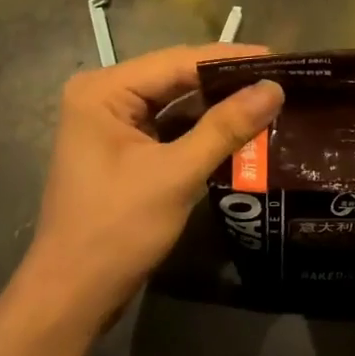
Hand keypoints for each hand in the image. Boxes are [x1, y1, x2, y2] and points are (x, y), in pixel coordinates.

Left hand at [12, 44, 283, 335]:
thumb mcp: (176, 175)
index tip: (280, 60)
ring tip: (270, 100)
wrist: (73, 296)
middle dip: (227, 81)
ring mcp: (112, 124)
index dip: (230, 59)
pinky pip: (170, 127)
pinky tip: (241, 129)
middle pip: (176, 78)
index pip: (177, 61)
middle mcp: (104, 96)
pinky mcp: (124, 150)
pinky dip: (203, 129)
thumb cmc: (116, 229)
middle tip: (281, 80)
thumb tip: (274, 89)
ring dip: (218, 106)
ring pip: (176, 103)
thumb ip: (225, 128)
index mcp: (103, 90)